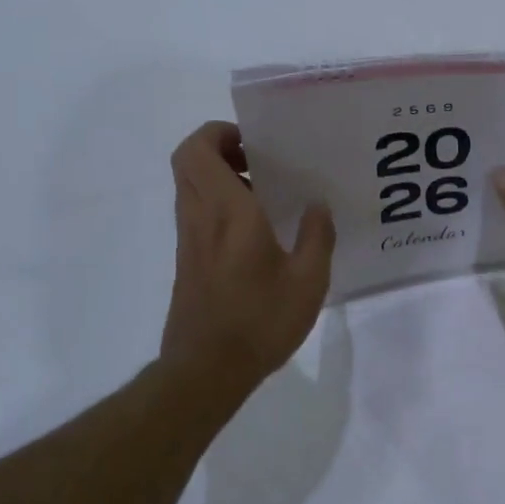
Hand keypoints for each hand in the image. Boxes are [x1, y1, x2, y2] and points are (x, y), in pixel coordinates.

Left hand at [160, 122, 334, 393]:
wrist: (205, 370)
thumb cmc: (258, 321)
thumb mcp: (307, 282)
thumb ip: (316, 237)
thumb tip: (317, 206)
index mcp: (227, 212)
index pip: (198, 150)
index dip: (219, 133)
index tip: (255, 144)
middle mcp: (200, 218)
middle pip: (188, 162)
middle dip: (220, 149)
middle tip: (260, 163)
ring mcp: (189, 240)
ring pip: (191, 187)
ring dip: (220, 178)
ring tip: (265, 195)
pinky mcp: (187, 262)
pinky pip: (197, 214)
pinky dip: (220, 205)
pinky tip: (257, 232)